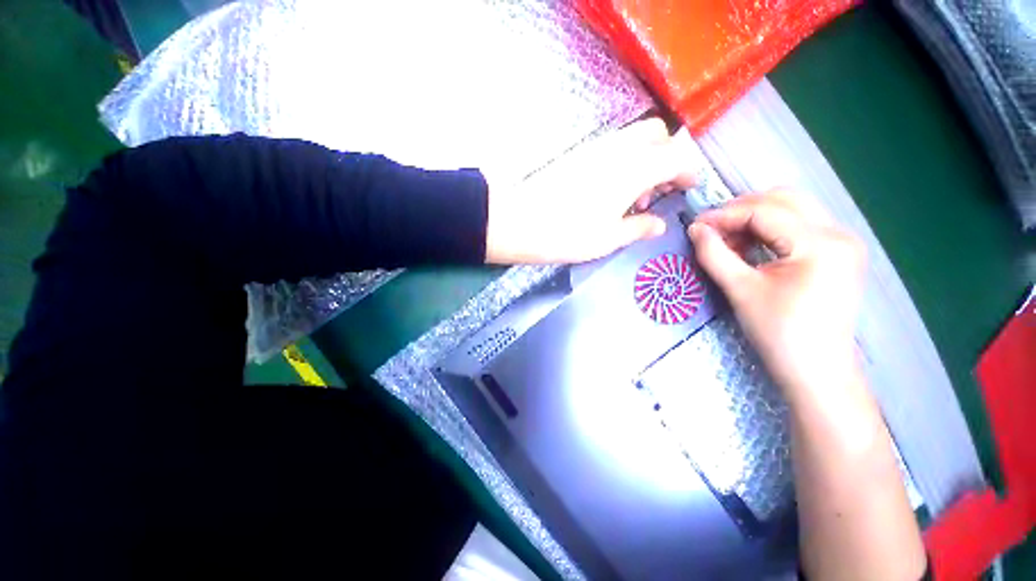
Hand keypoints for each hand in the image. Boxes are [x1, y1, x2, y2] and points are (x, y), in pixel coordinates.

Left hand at [484, 118, 696, 263]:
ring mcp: (595, 148)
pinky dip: (622, 160)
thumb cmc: (568, 234)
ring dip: (644, 158)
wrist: (519, 222)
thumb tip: (659, 224)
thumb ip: (639, 228)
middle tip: (655, 191)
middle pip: (657, 134)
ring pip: (633, 138)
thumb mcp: (609, 238)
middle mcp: (618, 149)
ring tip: (630, 197)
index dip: (689, 170)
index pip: (677, 156)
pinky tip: (608, 190)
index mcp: (634, 169)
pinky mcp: (577, 154)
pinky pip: (611, 146)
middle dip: (667, 156)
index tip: (689, 187)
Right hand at [688, 190, 866, 400]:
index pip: (765, 211)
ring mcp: (842, 242)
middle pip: (784, 200)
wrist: (817, 371)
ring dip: (754, 218)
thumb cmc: (779, 334)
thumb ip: (714, 254)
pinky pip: (798, 226)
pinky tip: (749, 246)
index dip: (725, 215)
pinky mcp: (837, 253)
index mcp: (821, 244)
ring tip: (728, 240)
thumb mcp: (740, 290)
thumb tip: (695, 228)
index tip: (695, 225)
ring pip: (792, 209)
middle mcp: (839, 234)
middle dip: (741, 209)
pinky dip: (769, 230)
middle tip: (711, 230)